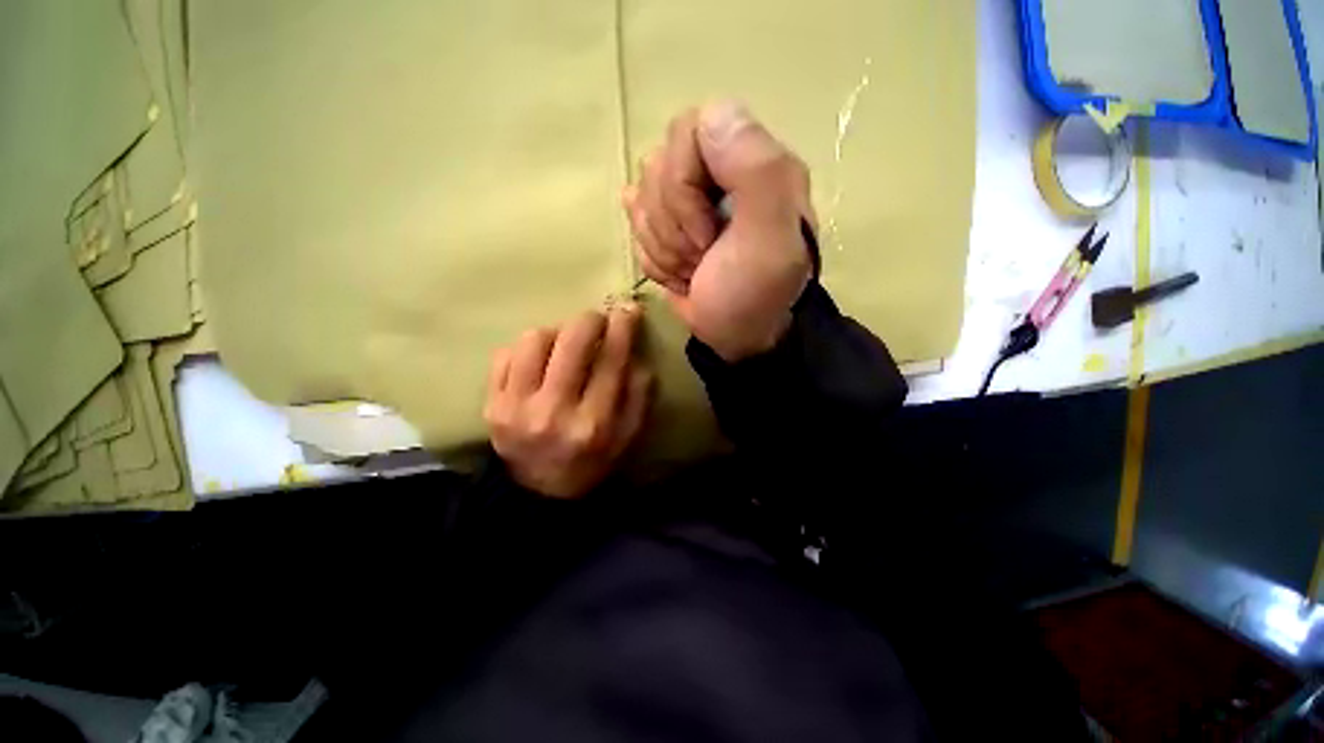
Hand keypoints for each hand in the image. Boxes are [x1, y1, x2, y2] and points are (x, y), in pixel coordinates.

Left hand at [484, 305, 652, 498]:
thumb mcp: (628, 436)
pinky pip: (505, 354)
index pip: (611, 360)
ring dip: (556, 332)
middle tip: (598, 320)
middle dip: (590, 319)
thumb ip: (638, 395)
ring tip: (564, 344)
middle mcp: (553, 412)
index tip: (628, 309)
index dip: (622, 328)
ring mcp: (515, 407)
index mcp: (593, 423)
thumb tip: (634, 353)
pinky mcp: (491, 404)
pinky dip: (527, 348)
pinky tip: (539, 360)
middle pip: (571, 342)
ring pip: (534, 340)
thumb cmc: (592, 461)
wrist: (540, 491)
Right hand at [623, 101, 815, 361]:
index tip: (708, 230)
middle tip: (703, 255)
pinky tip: (681, 272)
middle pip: (658, 164)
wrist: (737, 336)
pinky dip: (656, 258)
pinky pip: (636, 225)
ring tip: (695, 267)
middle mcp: (718, 170)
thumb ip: (756, 169)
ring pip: (641, 196)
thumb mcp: (769, 239)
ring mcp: (689, 198)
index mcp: (751, 161)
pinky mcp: (668, 224)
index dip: (684, 183)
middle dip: (673, 225)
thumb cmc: (754, 294)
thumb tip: (712, 116)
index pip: (690, 129)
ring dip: (664, 246)